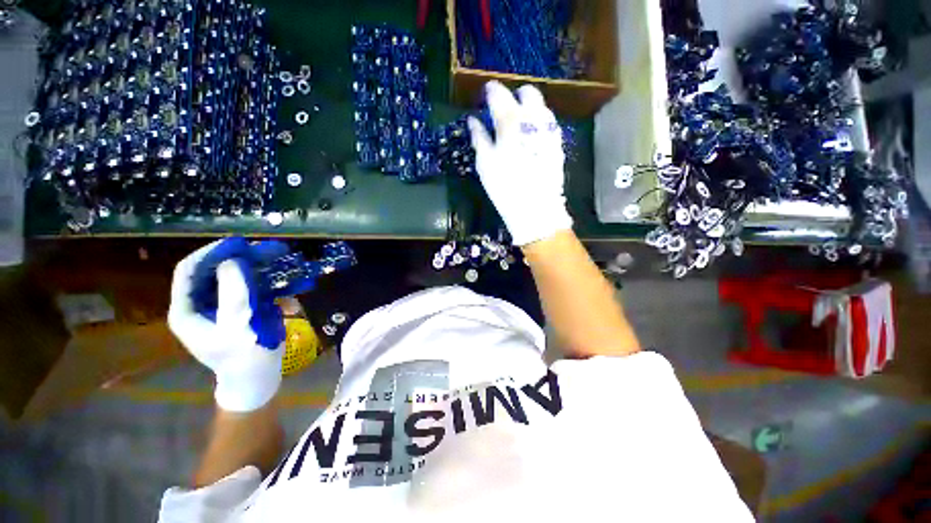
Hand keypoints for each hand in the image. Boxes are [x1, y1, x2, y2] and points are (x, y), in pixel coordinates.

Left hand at [168, 238, 288, 411]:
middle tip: (269, 250)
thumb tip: (233, 261)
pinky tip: (291, 281)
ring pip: (237, 278)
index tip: (239, 243)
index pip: (190, 271)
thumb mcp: (238, 325)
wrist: (258, 379)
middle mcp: (201, 304)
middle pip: (216, 271)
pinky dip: (270, 283)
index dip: (212, 253)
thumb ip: (233, 292)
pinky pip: (253, 289)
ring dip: (260, 268)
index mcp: (187, 310)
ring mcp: (223, 307)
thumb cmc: (244, 357)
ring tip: (282, 259)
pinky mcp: (242, 310)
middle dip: (243, 259)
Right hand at [468, 81, 572, 245]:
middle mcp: (533, 118)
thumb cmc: (504, 187)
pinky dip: (539, 122)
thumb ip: (479, 138)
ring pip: (541, 106)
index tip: (486, 94)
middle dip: (515, 95)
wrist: (535, 208)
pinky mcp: (558, 143)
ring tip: (518, 122)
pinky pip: (549, 123)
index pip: (499, 94)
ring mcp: (549, 130)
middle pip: (527, 93)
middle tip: (504, 108)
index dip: (491, 91)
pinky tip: (531, 135)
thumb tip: (473, 121)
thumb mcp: (485, 164)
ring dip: (529, 107)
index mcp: (510, 121)